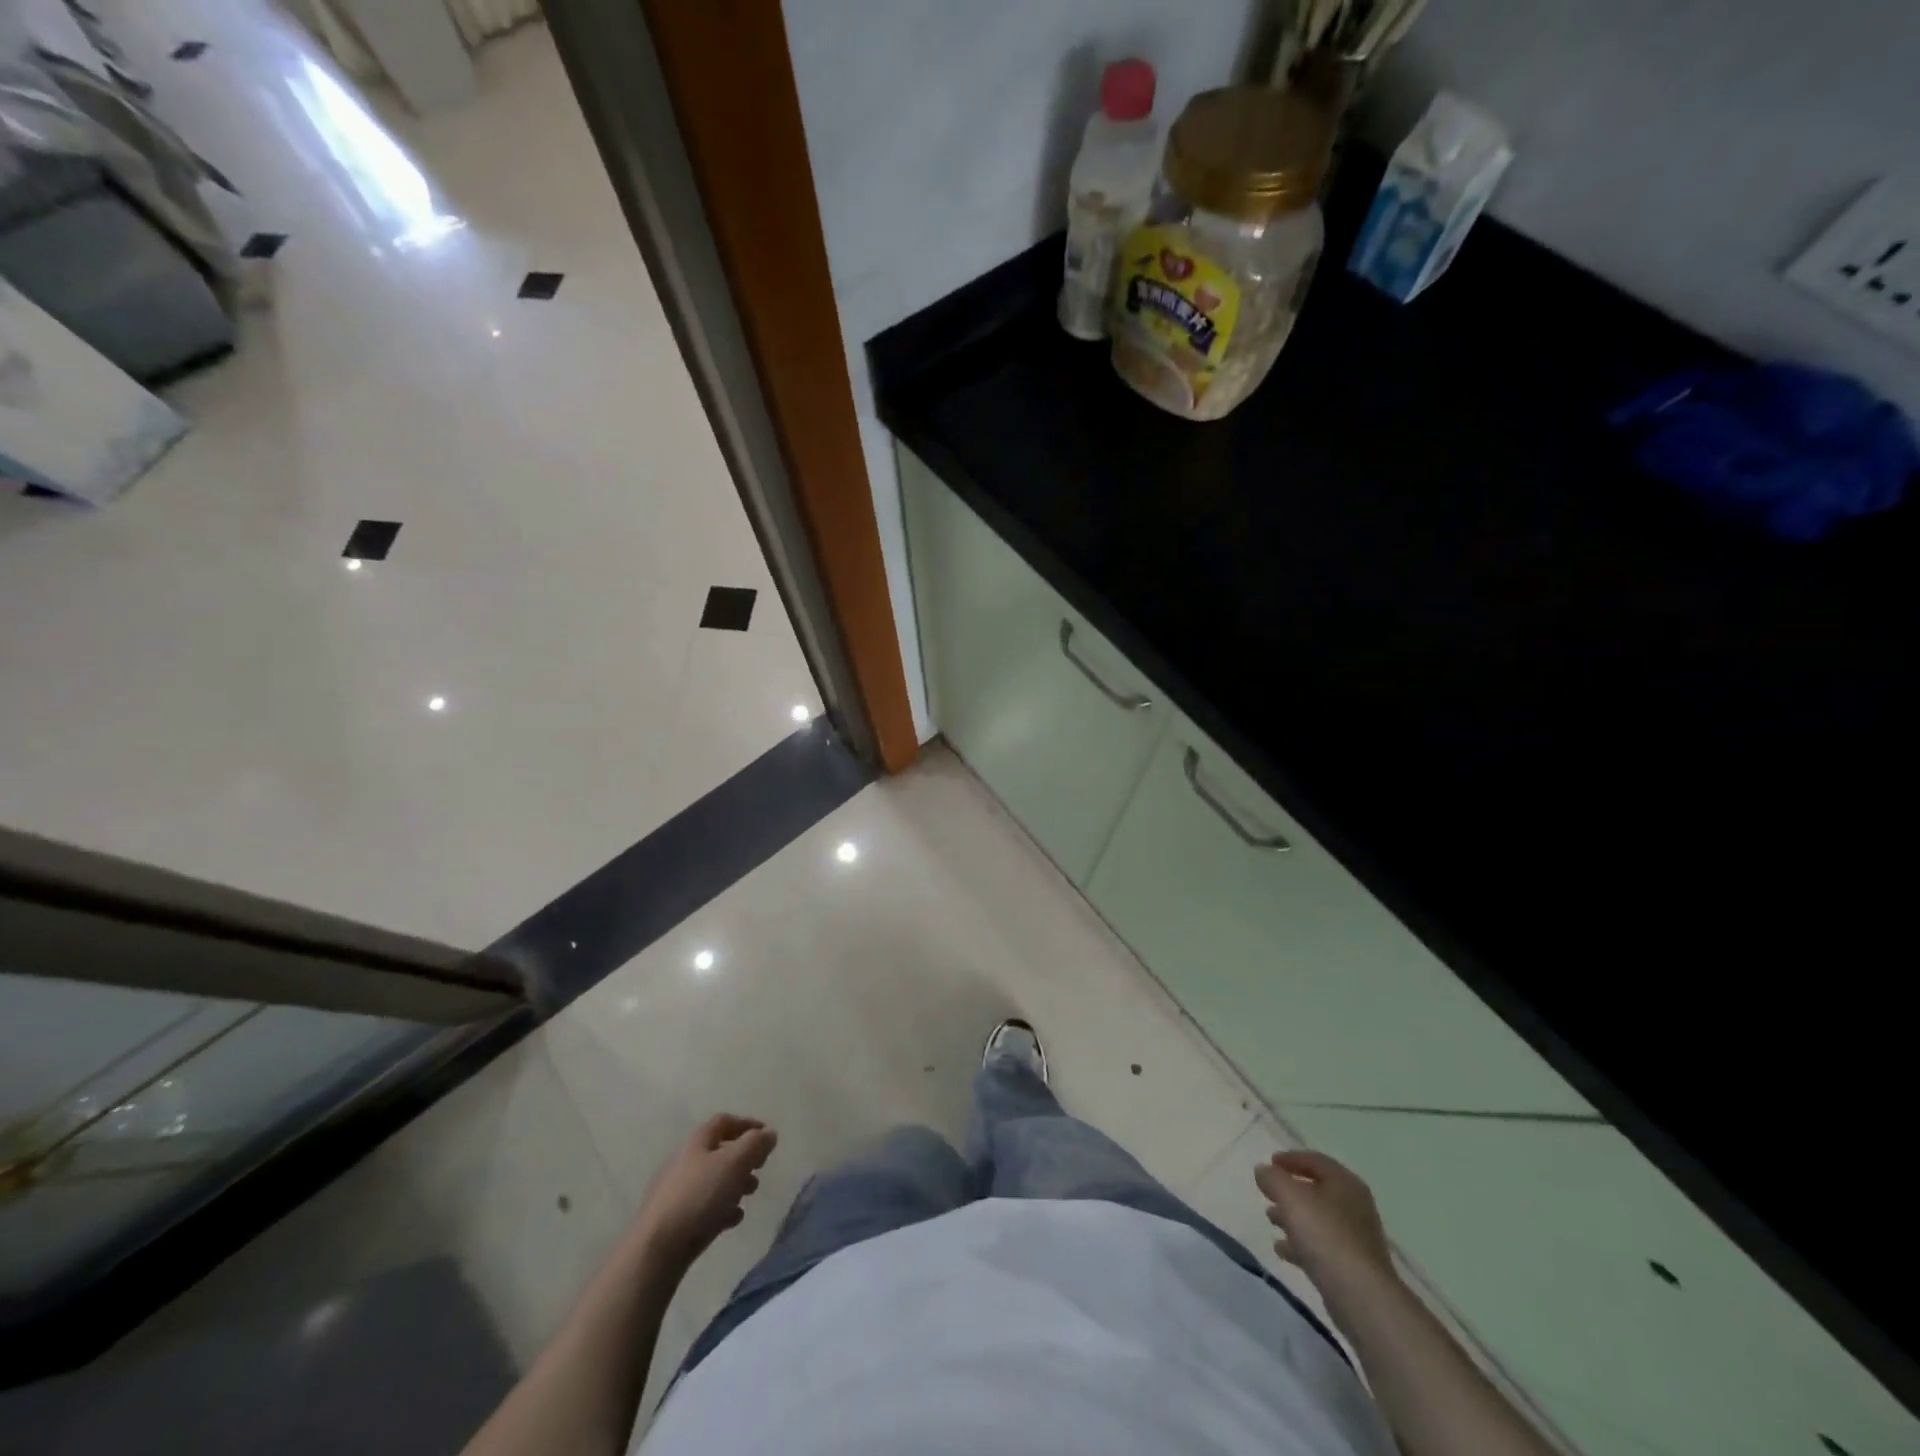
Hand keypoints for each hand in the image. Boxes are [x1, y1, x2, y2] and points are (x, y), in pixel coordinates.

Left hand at [634, 1114, 777, 1268]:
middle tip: (760, 1168)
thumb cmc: (699, 1197)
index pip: (725, 1122)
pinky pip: (704, 1206)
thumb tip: (769, 1133)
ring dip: (735, 1183)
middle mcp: (685, 1161)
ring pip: (713, 1179)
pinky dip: (722, 1207)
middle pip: (719, 1151)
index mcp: (698, 1142)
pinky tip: (732, 1219)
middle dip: (743, 1158)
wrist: (656, 1249)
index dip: (747, 1124)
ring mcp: (677, 1192)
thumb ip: (755, 1145)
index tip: (767, 1136)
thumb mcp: (734, 1163)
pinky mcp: (674, 1220)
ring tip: (750, 1195)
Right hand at [1255, 1148, 1395, 1291]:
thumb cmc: (1325, 1234)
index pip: (1316, 1161)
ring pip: (1318, 1219)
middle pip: (1317, 1190)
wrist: (1361, 1296)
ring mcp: (1356, 1239)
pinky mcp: (1352, 1267)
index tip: (1270, 1162)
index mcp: (1345, 1183)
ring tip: (1270, 1218)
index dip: (1291, 1158)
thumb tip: (1263, 1171)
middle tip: (1268, 1191)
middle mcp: (1355, 1207)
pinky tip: (1281, 1249)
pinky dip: (1300, 1243)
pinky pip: (1321, 1247)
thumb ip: (1272, 1178)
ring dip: (1293, 1217)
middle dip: (1290, 1190)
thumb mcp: (1290, 1197)